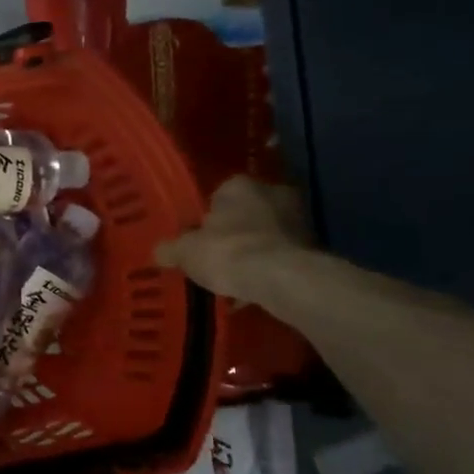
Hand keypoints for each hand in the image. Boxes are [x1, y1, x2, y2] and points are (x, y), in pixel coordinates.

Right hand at [155, 176, 313, 301]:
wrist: (282, 279)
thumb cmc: (227, 252)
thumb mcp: (185, 252)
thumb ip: (171, 249)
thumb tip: (160, 252)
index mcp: (239, 185)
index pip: (220, 193)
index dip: (208, 216)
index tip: (200, 236)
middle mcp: (273, 193)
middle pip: (247, 212)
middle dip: (235, 231)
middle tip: (217, 254)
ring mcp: (299, 220)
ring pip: (267, 234)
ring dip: (254, 250)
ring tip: (235, 276)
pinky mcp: (314, 248)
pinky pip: (282, 256)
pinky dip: (270, 268)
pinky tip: (254, 288)